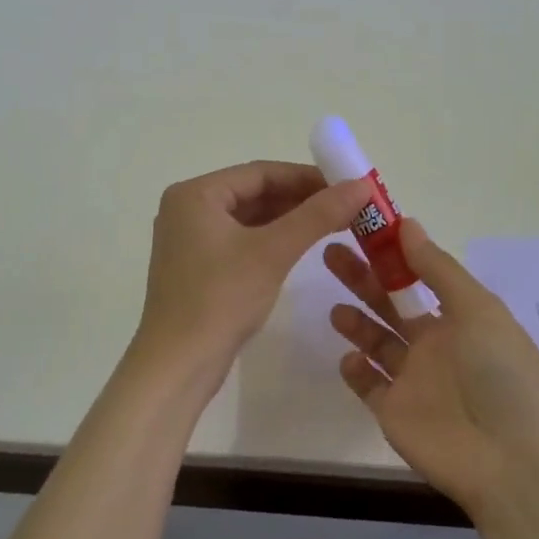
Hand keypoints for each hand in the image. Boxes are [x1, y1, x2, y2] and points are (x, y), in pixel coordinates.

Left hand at [132, 161, 373, 390]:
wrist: (177, 366)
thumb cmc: (220, 299)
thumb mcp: (273, 252)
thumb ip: (317, 215)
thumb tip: (361, 185)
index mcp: (195, 194)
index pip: (260, 173)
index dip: (306, 177)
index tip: (346, 185)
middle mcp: (187, 209)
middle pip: (253, 193)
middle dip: (300, 199)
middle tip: (345, 207)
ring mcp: (189, 239)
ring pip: (249, 218)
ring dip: (289, 220)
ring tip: (333, 224)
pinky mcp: (197, 266)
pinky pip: (240, 240)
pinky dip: (271, 240)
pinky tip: (301, 247)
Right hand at [325, 219, 538, 517]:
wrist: (513, 462)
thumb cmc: (502, 374)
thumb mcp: (478, 309)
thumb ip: (438, 268)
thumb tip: (406, 223)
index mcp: (461, 317)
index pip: (419, 276)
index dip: (392, 254)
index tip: (361, 229)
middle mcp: (436, 344)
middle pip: (391, 304)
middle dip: (363, 279)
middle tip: (330, 253)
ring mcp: (414, 380)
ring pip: (377, 342)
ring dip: (356, 321)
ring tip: (334, 305)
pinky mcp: (394, 414)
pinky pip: (368, 386)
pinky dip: (356, 369)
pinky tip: (349, 357)